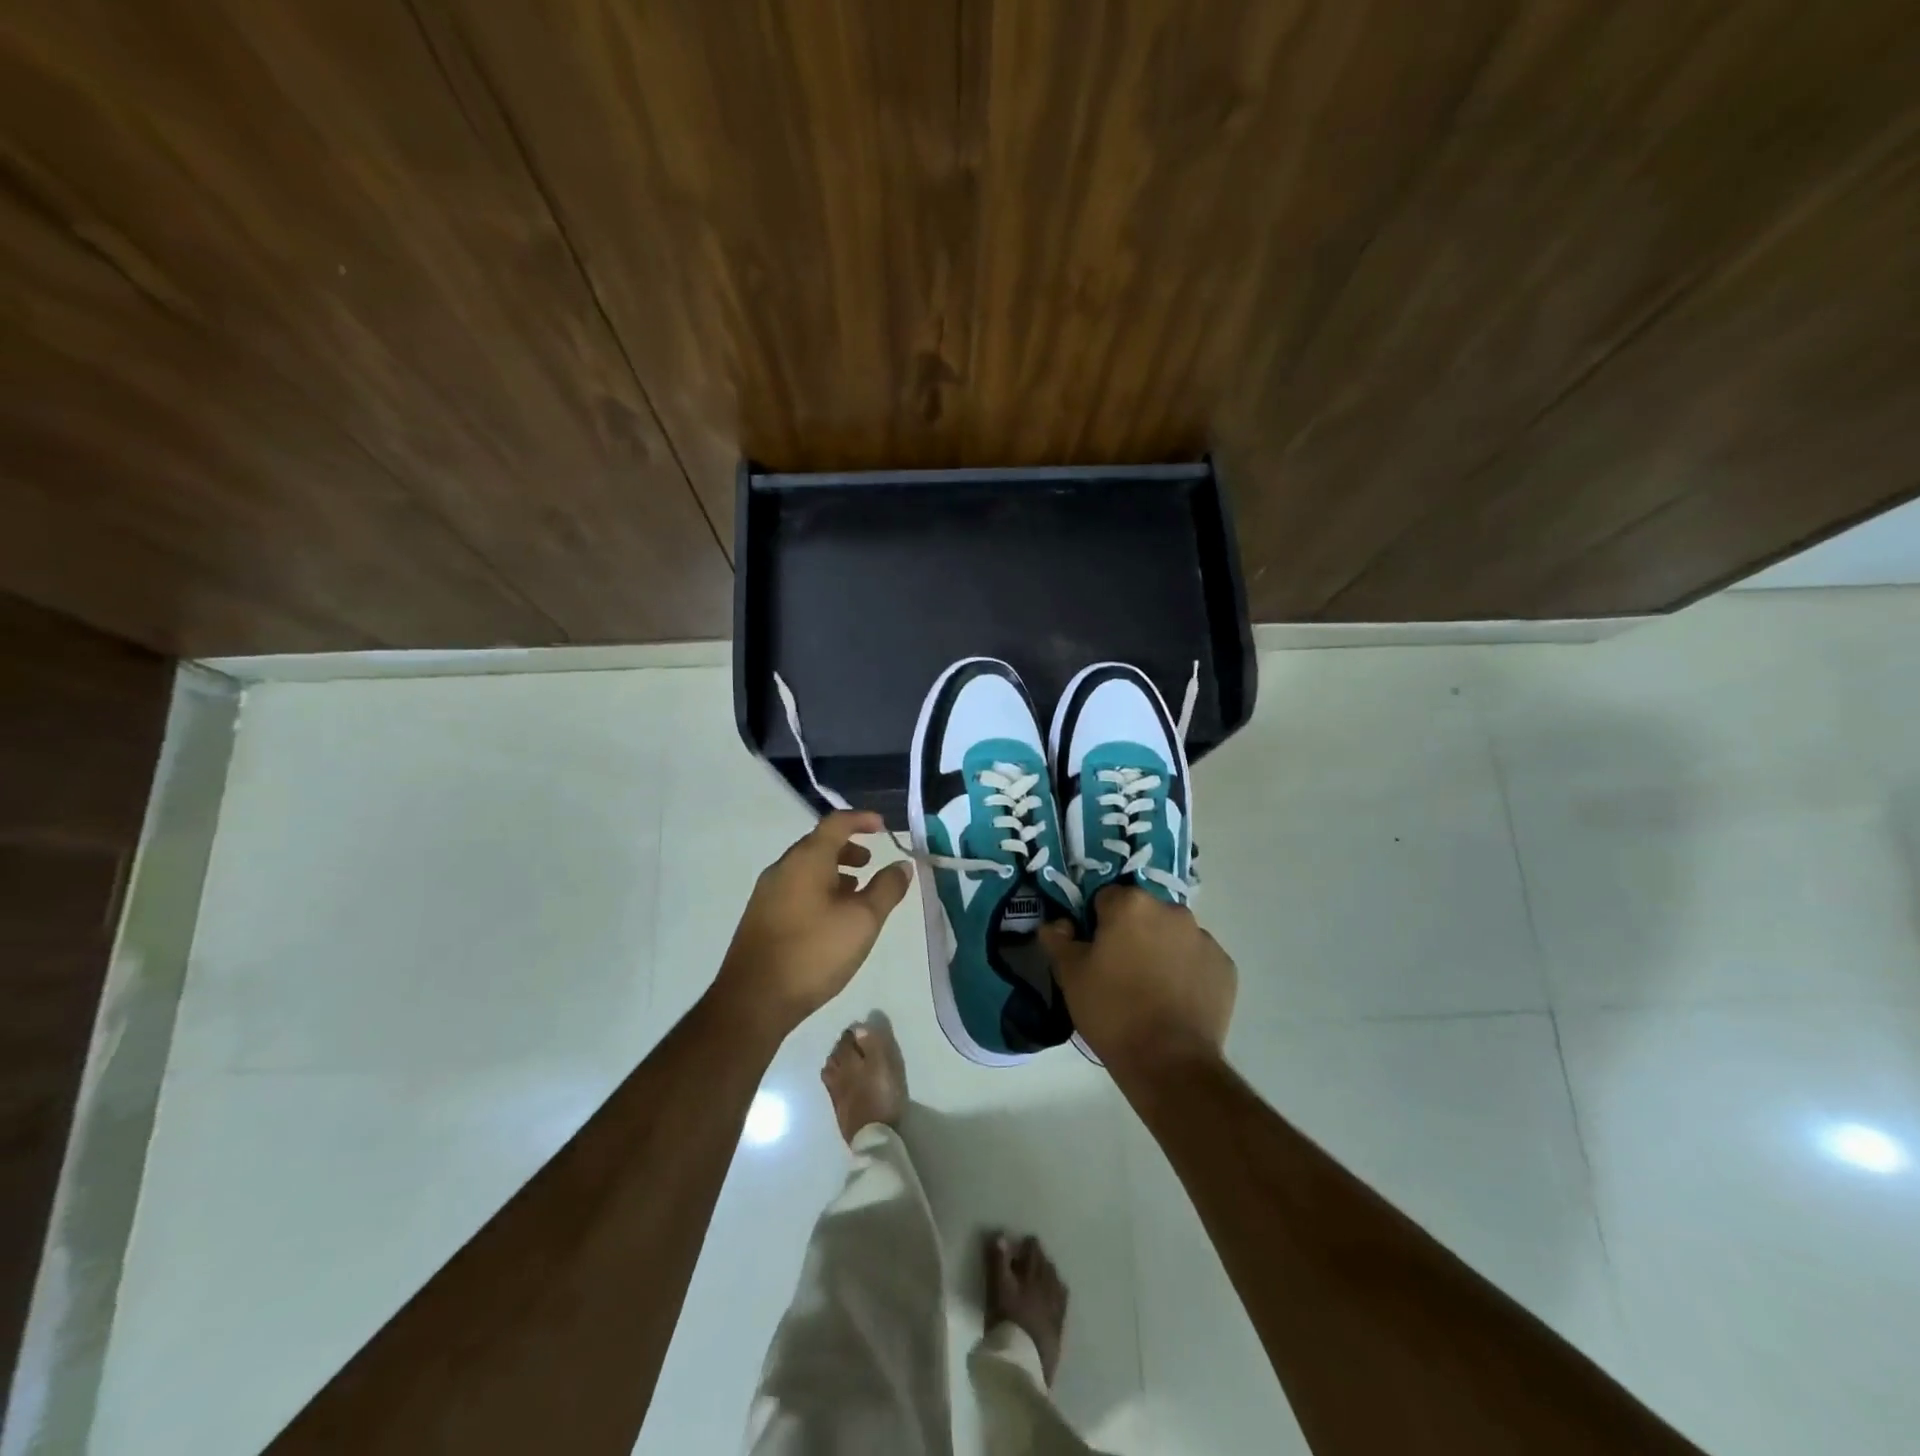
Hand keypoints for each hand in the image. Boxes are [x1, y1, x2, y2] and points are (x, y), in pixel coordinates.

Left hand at [716, 810, 913, 1039]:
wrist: (753, 1000)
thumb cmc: (814, 952)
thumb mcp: (863, 920)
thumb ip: (887, 888)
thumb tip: (902, 864)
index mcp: (807, 859)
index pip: (836, 823)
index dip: (862, 820)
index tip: (884, 827)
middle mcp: (783, 868)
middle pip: (819, 844)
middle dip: (848, 848)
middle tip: (871, 862)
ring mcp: (767, 893)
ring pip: (806, 868)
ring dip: (834, 871)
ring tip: (856, 892)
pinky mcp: (761, 917)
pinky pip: (795, 888)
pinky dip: (818, 889)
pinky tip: (831, 917)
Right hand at [1040, 887, 1236, 1078]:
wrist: (1169, 1062)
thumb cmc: (1112, 1011)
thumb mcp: (1070, 976)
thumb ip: (1058, 940)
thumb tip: (1057, 923)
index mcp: (1131, 904)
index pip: (1105, 898)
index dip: (1095, 923)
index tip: (1093, 951)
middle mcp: (1172, 911)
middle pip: (1143, 913)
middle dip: (1131, 933)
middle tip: (1119, 971)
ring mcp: (1204, 938)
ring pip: (1172, 934)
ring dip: (1160, 949)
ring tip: (1150, 989)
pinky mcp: (1225, 967)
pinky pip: (1197, 959)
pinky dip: (1186, 971)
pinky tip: (1175, 1001)